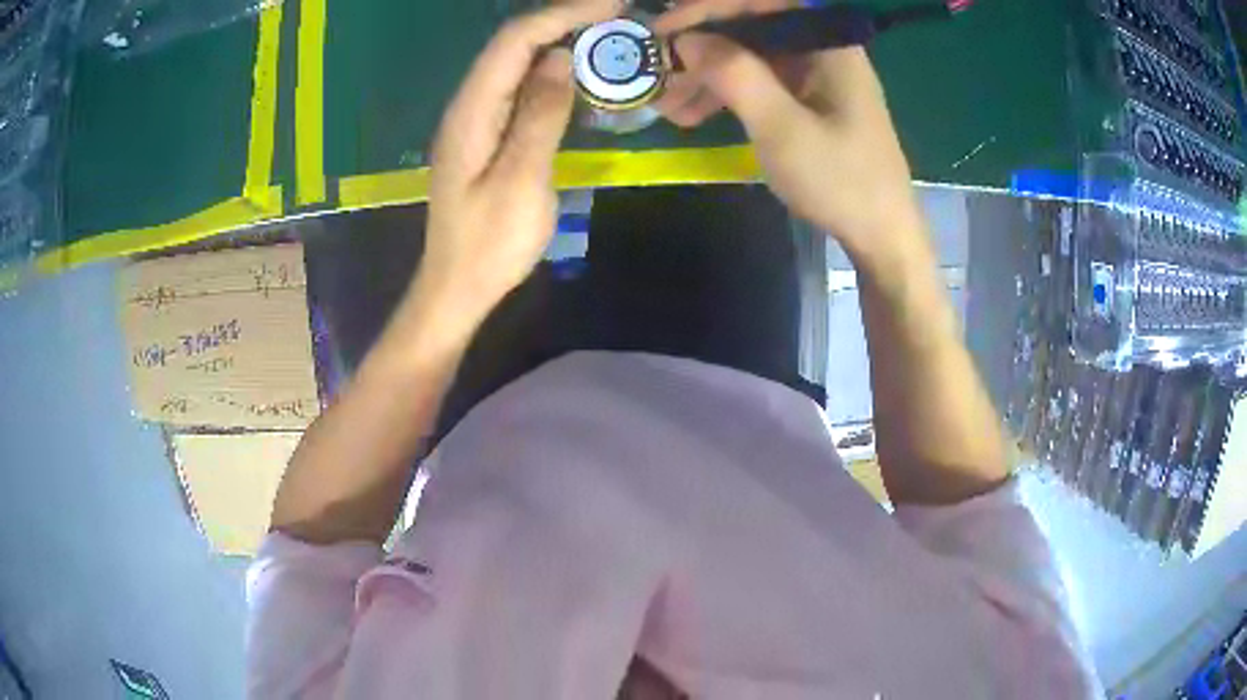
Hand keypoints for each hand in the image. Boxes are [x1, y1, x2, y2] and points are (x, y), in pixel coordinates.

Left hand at [420, 1, 615, 319]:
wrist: (457, 286)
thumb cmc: (489, 244)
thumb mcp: (521, 180)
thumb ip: (539, 115)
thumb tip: (559, 59)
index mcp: (471, 112)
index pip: (513, 42)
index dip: (560, 15)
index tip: (610, 5)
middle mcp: (468, 106)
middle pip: (512, 45)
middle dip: (562, 21)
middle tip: (616, 16)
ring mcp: (476, 120)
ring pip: (516, 64)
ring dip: (558, 41)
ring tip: (605, 34)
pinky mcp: (487, 136)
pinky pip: (519, 89)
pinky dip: (550, 72)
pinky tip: (577, 73)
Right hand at [654, 4, 923, 260]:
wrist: (882, 236)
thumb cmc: (839, 180)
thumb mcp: (780, 127)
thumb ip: (734, 74)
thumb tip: (687, 39)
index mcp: (827, 43)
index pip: (759, 3)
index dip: (707, 9)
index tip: (663, 30)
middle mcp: (822, 50)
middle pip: (752, 29)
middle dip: (702, 49)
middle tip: (658, 72)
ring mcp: (817, 77)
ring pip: (752, 59)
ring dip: (708, 77)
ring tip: (667, 104)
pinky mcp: (811, 102)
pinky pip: (762, 85)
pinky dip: (729, 96)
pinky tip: (695, 115)